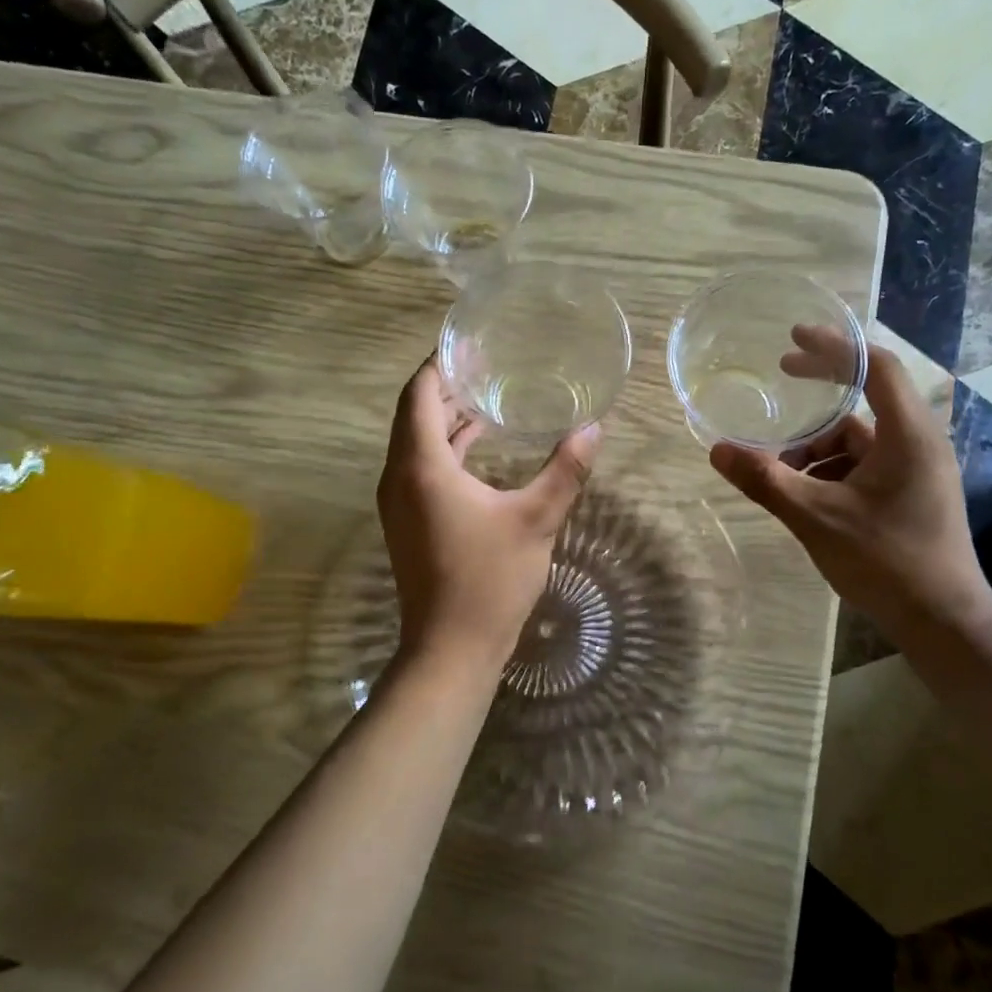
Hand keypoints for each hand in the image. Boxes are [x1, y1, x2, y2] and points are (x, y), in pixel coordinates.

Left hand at [377, 359, 600, 671]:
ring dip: (445, 418)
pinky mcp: (406, 522)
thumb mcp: (536, 520)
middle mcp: (398, 477)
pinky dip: (445, 449)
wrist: (451, 648)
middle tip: (484, 364)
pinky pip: (419, 468)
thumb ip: (565, 470)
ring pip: (415, 443)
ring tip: (486, 396)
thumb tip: (593, 428)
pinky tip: (478, 447)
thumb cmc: (489, 580)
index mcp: (421, 466)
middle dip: (445, 386)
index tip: (469, 344)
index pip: (419, 394)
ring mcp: (397, 502)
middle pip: (413, 414)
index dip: (439, 364)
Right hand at [708, 327, 991, 644]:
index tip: (793, 339)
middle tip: (779, 384)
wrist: (942, 621)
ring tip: (778, 471)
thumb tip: (718, 450)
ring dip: (817, 448)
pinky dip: (831, 471)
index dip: (834, 347)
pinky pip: (866, 467)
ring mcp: (918, 472)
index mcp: (906, 435)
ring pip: (859, 442)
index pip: (875, 366)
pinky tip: (803, 497)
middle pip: (863, 404)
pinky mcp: (912, 496)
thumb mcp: (815, 517)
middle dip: (816, 400)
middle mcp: (918, 443)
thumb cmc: (885, 561)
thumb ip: (766, 480)